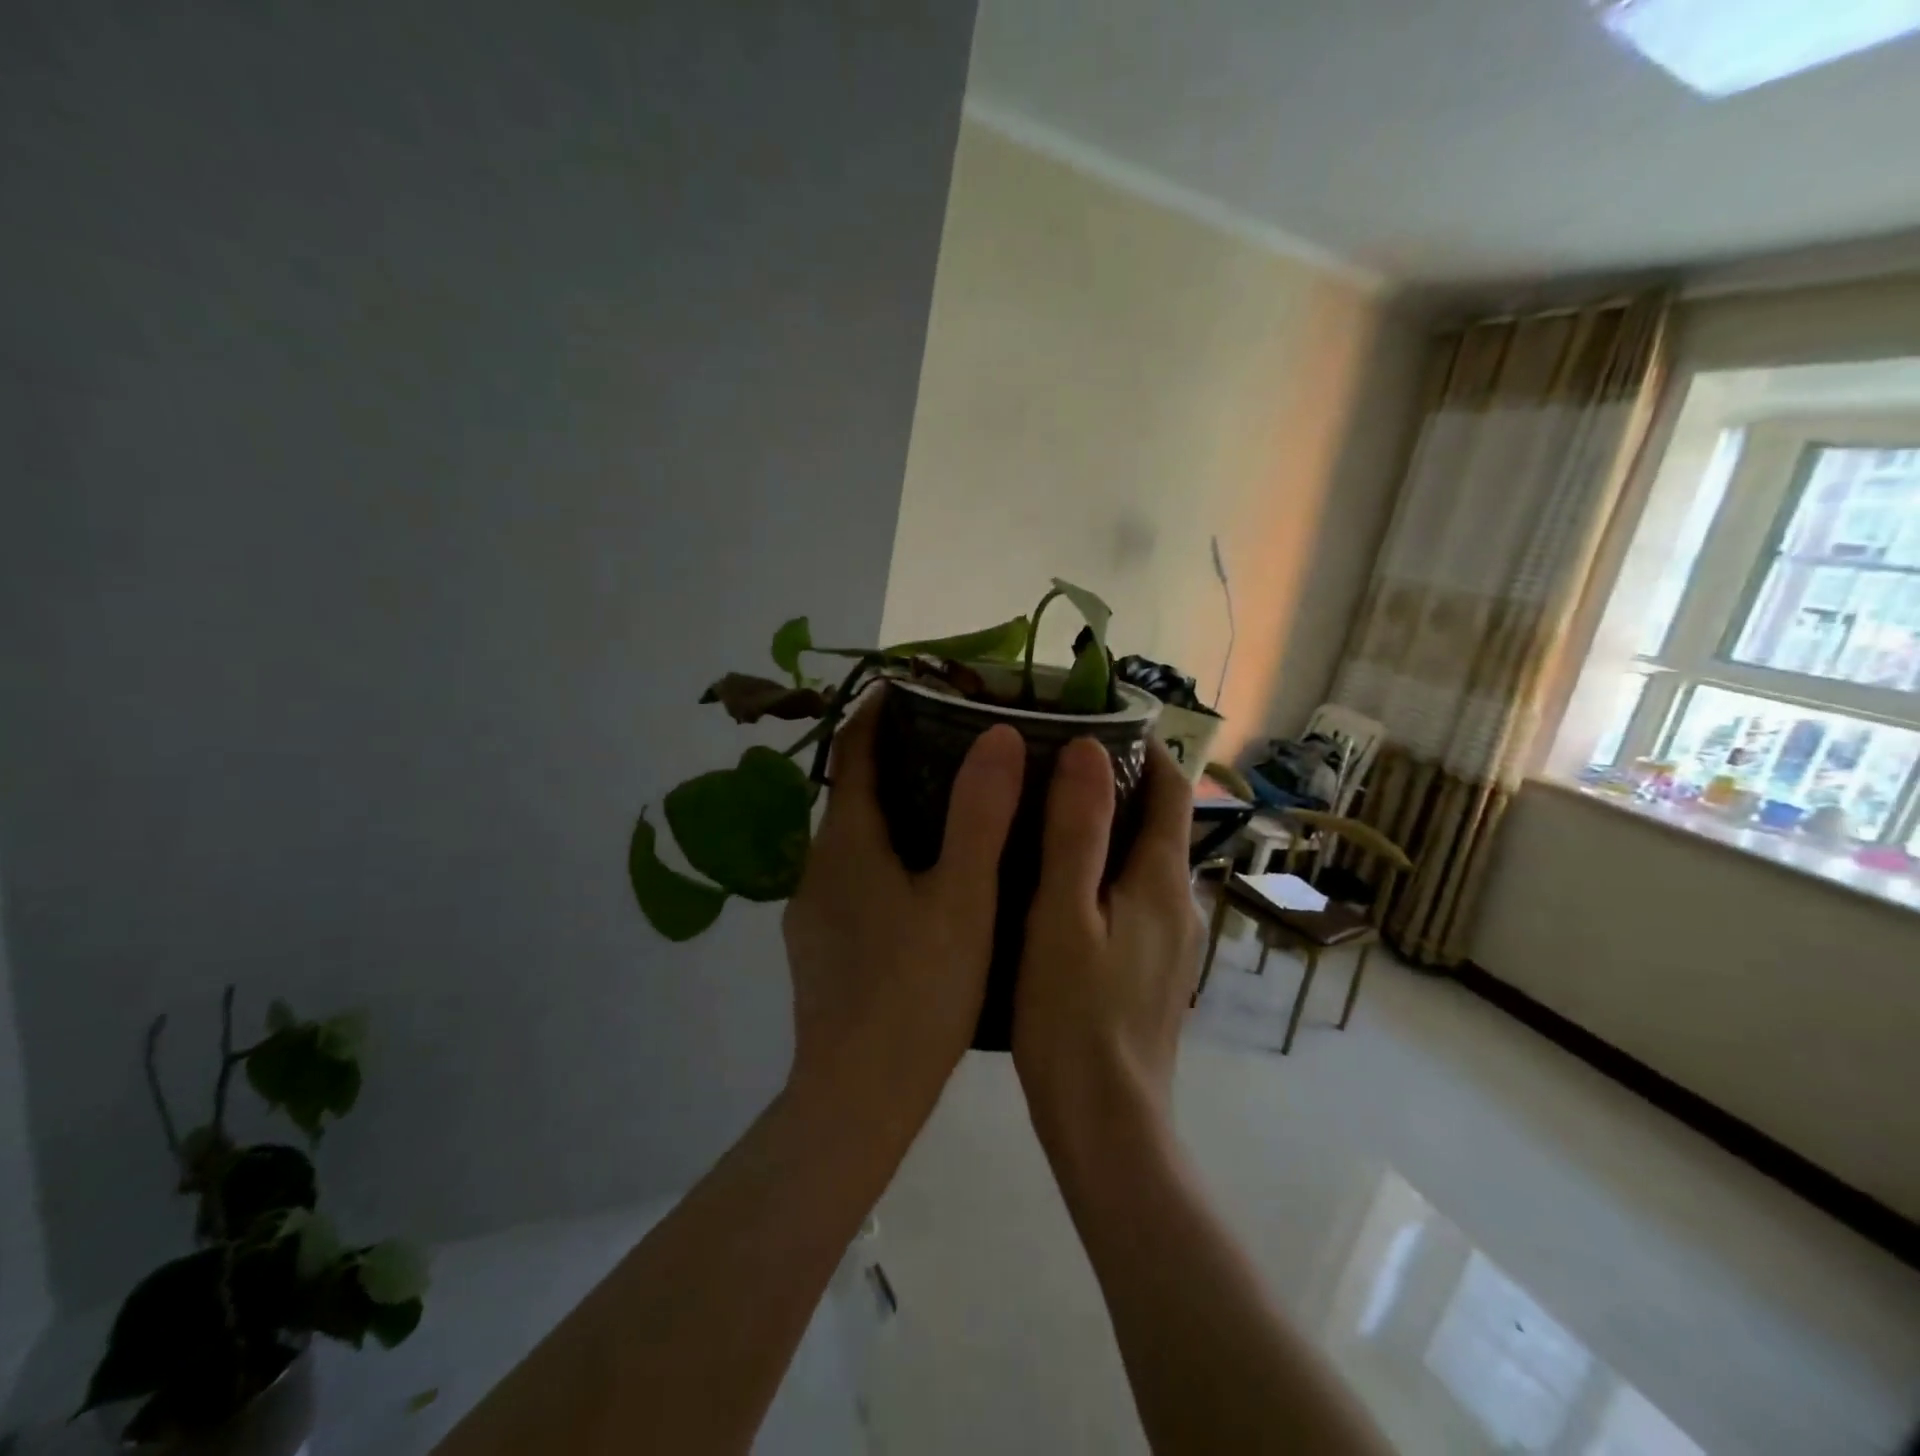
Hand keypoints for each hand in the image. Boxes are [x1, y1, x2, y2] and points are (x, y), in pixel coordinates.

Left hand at [781, 688, 1024, 1134]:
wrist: (856, 1098)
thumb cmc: (915, 991)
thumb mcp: (963, 898)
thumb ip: (981, 814)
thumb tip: (996, 734)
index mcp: (847, 843)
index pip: (852, 751)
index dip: (877, 711)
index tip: (913, 686)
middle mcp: (818, 866)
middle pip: (851, 793)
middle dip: (894, 760)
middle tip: (954, 745)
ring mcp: (813, 909)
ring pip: (854, 840)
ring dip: (892, 811)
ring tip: (951, 807)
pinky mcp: (820, 946)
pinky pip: (853, 877)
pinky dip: (885, 856)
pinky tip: (926, 882)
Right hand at [1012, 737, 1201, 1150]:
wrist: (1107, 1127)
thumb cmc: (1075, 1016)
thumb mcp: (1063, 915)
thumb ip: (1077, 831)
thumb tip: (1088, 748)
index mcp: (1163, 882)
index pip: (1169, 789)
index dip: (1142, 748)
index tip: (1092, 721)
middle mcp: (1181, 904)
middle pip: (1158, 822)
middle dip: (1117, 782)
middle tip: (1050, 761)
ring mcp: (1172, 942)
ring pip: (1144, 862)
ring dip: (1107, 827)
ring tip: (1045, 812)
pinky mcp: (1154, 971)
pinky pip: (1134, 897)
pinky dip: (1105, 870)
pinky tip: (1056, 884)